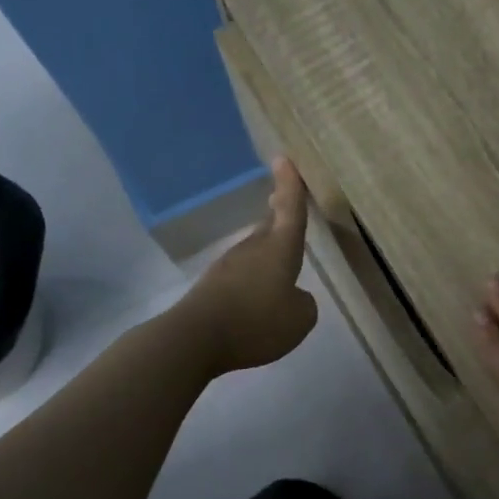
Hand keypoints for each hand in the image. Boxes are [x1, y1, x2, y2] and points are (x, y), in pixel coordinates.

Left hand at [180, 159, 318, 375]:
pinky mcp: (212, 286)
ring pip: (255, 251)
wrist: (194, 339)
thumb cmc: (256, 322)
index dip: (290, 186)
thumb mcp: (300, 319)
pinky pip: (241, 276)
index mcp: (279, 249)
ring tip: (279, 265)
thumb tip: (294, 297)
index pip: (290, 210)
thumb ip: (304, 303)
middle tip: (285, 205)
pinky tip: (257, 300)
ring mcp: (229, 266)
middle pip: (270, 227)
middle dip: (279, 216)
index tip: (283, 158)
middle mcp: (253, 249)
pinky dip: (253, 279)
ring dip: (267, 252)